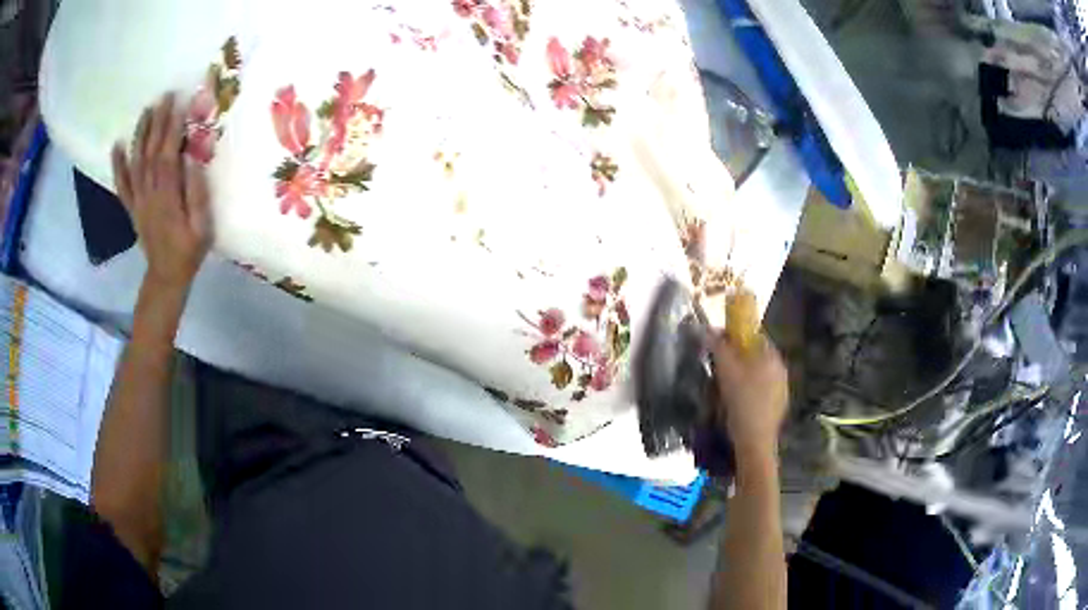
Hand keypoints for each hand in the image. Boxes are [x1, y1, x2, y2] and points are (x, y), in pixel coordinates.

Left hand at [111, 94, 210, 292]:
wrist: (166, 276)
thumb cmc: (189, 251)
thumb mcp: (202, 228)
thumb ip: (197, 195)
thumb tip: (192, 161)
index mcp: (167, 198)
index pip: (168, 155)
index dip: (173, 128)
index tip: (180, 103)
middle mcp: (149, 194)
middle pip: (151, 153)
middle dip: (158, 122)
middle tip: (165, 96)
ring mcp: (138, 200)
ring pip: (136, 162)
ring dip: (140, 135)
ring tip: (146, 110)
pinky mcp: (132, 207)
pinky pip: (122, 185)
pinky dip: (118, 165)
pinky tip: (117, 146)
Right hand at [712, 333, 788, 462]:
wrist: (754, 442)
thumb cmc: (741, 402)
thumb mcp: (725, 371)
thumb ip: (717, 347)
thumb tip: (706, 329)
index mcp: (772, 356)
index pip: (754, 335)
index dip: (734, 337)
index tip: (719, 346)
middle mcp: (781, 368)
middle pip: (756, 355)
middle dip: (738, 358)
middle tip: (719, 368)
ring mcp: (782, 388)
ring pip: (759, 374)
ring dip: (744, 375)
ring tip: (726, 388)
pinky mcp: (779, 406)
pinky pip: (763, 390)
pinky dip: (751, 391)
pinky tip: (738, 403)